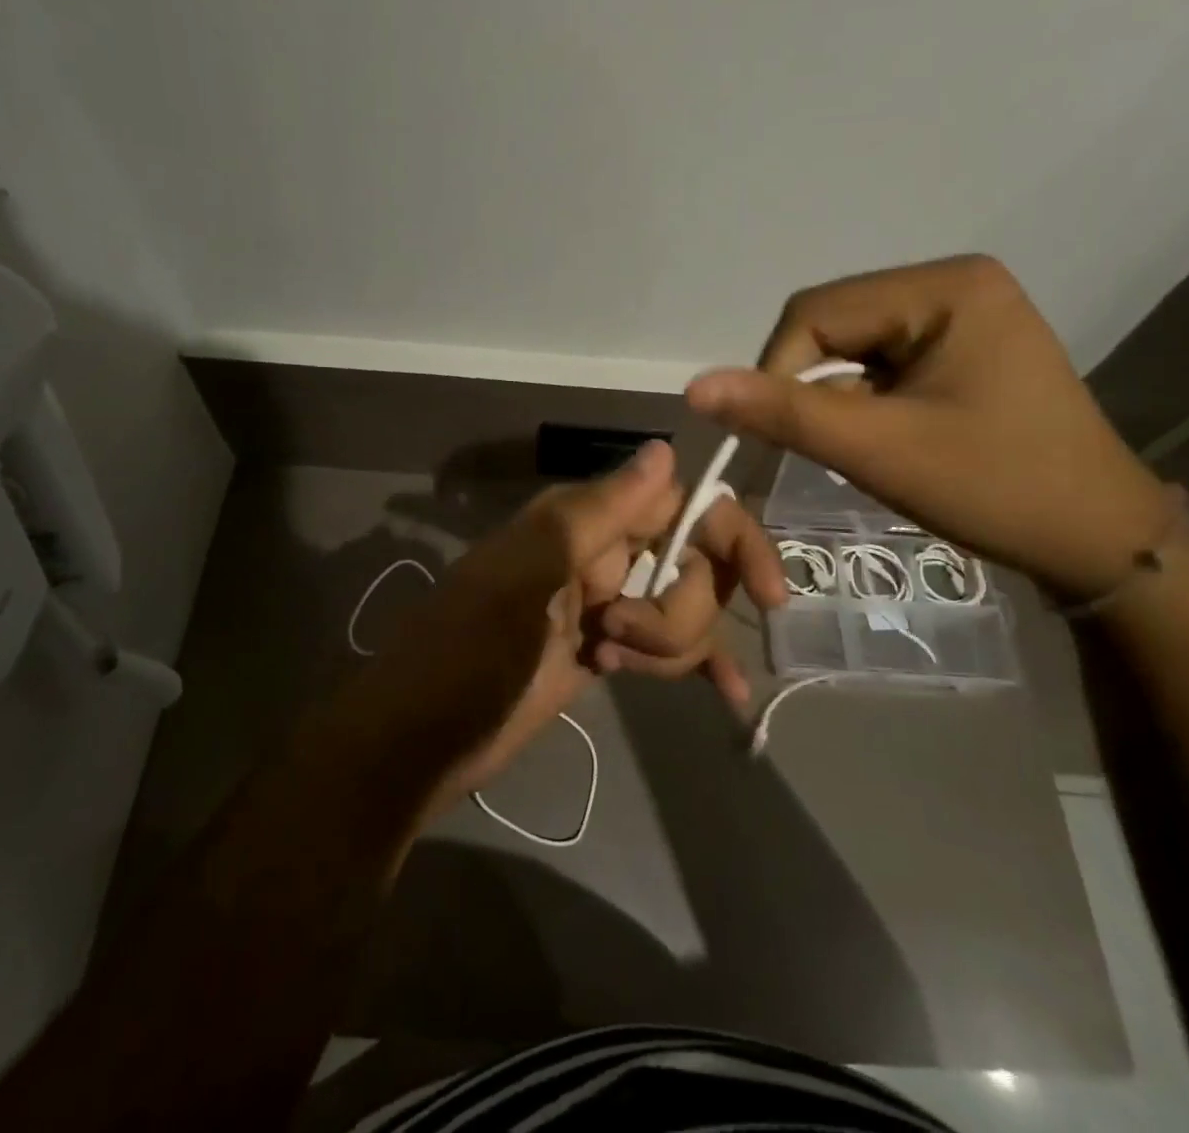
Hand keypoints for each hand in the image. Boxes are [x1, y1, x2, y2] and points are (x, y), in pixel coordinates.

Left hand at [350, 441, 782, 811]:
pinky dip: (698, 667)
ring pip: (683, 613)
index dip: (731, 541)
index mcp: (583, 521)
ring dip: (670, 646)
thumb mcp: (527, 574)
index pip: (681, 509)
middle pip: (691, 569)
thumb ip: (598, 512)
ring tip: (606, 662)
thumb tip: (664, 449)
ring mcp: (604, 606)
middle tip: (619, 636)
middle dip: (677, 613)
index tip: (769, 593)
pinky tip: (733, 696)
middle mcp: (600, 554)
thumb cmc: (468, 651)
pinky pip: (668, 650)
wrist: (419, 740)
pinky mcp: (605, 651)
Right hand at [686, 256, 1171, 600]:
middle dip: (815, 387)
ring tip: (868, 447)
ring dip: (838, 397)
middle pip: (834, 323)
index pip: (816, 312)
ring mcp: (963, 313)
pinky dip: (864, 400)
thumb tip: (695, 387)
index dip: (778, 372)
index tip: (779, 437)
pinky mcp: (964, 345)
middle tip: (832, 447)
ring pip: (852, 345)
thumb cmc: (995, 489)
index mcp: (944, 287)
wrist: (1099, 543)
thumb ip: (782, 413)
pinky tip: (888, 437)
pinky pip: (882, 361)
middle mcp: (954, 283)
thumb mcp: (878, 450)